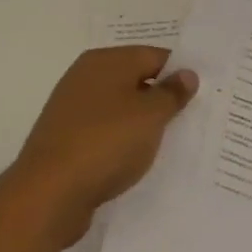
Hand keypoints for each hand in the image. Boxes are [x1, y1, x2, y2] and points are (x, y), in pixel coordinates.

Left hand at [0, 46, 197, 249]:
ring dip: (143, 123)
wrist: (48, 195)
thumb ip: (172, 93)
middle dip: (162, 99)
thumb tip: (187, 74)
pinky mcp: (65, 140)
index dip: (180, 74)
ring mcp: (72, 109)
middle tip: (193, 118)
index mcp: (106, 61)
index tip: (203, 95)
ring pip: (120, 108)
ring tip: (170, 142)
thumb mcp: (151, 115)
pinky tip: (137, 160)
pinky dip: (122, 142)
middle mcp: (85, 77)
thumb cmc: (106, 143)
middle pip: (136, 80)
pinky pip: (105, 133)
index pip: (155, 56)